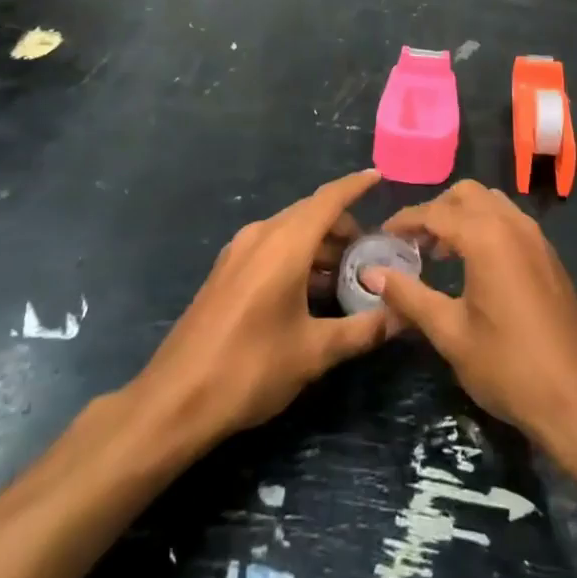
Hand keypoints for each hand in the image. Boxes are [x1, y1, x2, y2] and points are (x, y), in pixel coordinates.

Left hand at [136, 169, 396, 450]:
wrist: (174, 401)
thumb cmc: (249, 369)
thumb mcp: (314, 353)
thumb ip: (362, 330)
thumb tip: (402, 316)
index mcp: (284, 244)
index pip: (328, 199)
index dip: (355, 185)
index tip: (379, 175)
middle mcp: (261, 236)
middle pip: (310, 214)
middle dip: (343, 226)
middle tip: (373, 252)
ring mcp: (238, 252)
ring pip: (290, 232)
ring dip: (320, 245)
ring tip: (347, 277)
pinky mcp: (226, 272)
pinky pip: (272, 248)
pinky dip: (298, 256)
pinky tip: (311, 291)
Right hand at [373, 180, 576, 455]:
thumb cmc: (507, 366)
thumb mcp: (450, 333)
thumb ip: (409, 295)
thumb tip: (371, 273)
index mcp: (487, 236)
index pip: (436, 211)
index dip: (405, 221)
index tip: (382, 236)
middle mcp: (513, 224)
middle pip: (467, 194)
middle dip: (436, 210)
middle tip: (413, 243)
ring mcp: (536, 237)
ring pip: (492, 203)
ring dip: (463, 216)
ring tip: (440, 253)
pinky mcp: (549, 255)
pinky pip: (510, 221)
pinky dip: (486, 227)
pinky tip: (474, 266)